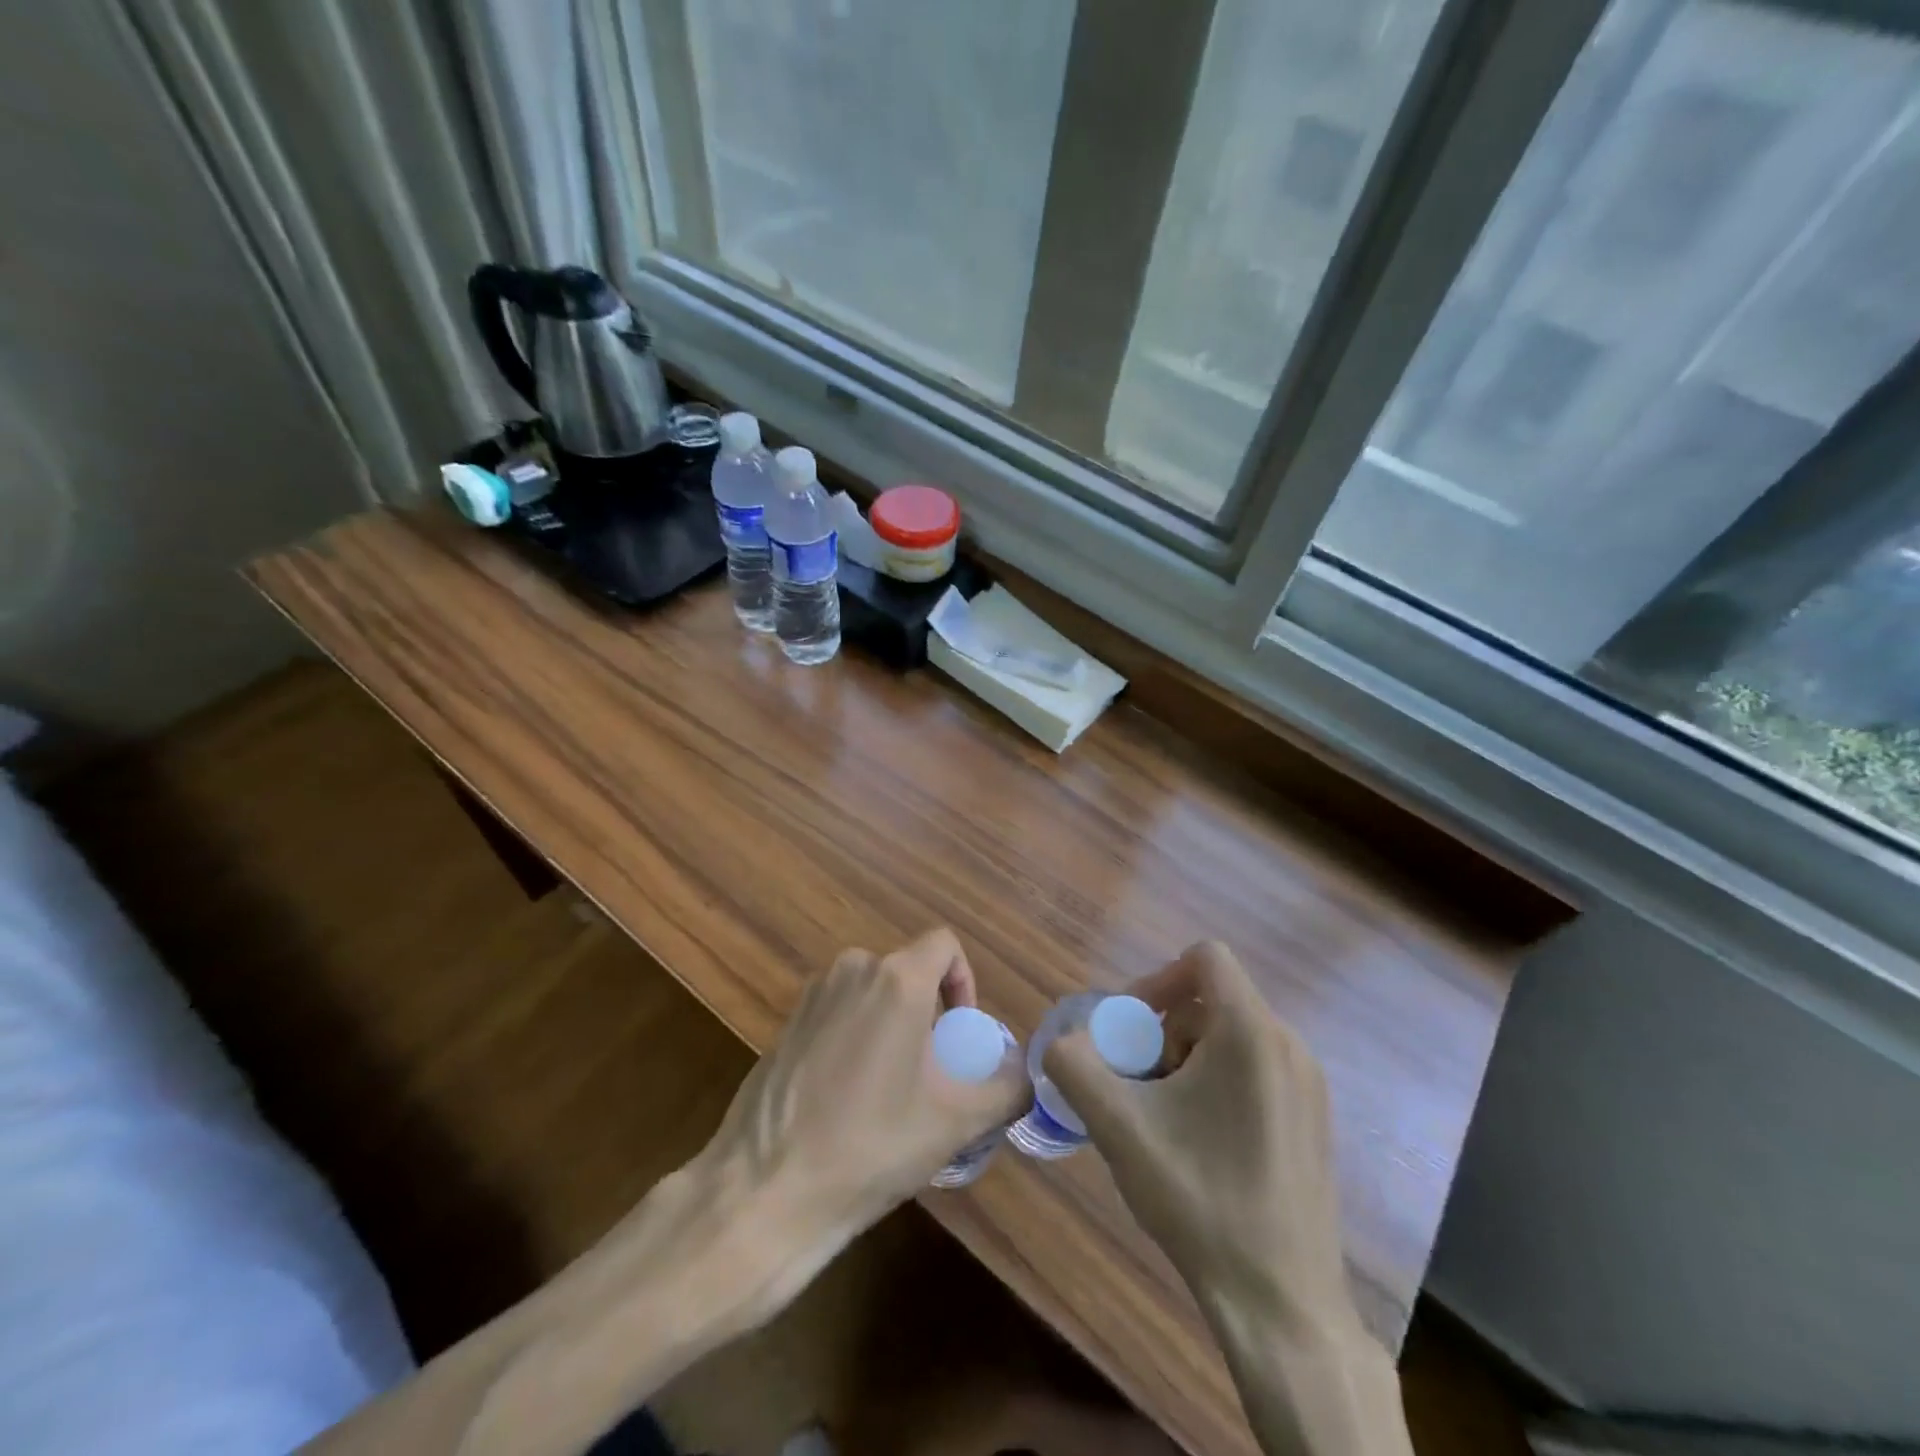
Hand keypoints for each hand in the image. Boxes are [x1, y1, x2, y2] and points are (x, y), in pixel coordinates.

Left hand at [708, 927, 1027, 1239]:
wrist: (768, 1189)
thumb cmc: (872, 1144)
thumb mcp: (956, 1122)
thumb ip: (1007, 1089)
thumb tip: (1028, 1075)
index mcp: (896, 979)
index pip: (944, 944)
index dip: (964, 981)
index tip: (959, 1034)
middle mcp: (853, 969)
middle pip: (908, 971)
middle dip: (928, 1011)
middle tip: (931, 1071)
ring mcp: (813, 994)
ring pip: (872, 992)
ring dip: (892, 1025)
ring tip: (892, 1089)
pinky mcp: (787, 1022)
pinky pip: (839, 1012)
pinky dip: (856, 1036)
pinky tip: (847, 1097)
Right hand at [1042, 941, 1347, 1332]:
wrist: (1281, 1305)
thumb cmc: (1199, 1200)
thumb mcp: (1118, 1126)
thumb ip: (1075, 1065)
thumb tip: (1063, 1042)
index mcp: (1251, 1033)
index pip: (1204, 957)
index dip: (1157, 978)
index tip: (1131, 1028)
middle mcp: (1289, 1045)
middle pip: (1210, 1000)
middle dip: (1163, 1031)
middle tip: (1139, 1085)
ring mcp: (1308, 1085)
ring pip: (1230, 1036)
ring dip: (1185, 1059)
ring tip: (1164, 1118)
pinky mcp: (1313, 1119)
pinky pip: (1255, 1068)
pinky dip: (1216, 1083)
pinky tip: (1198, 1142)